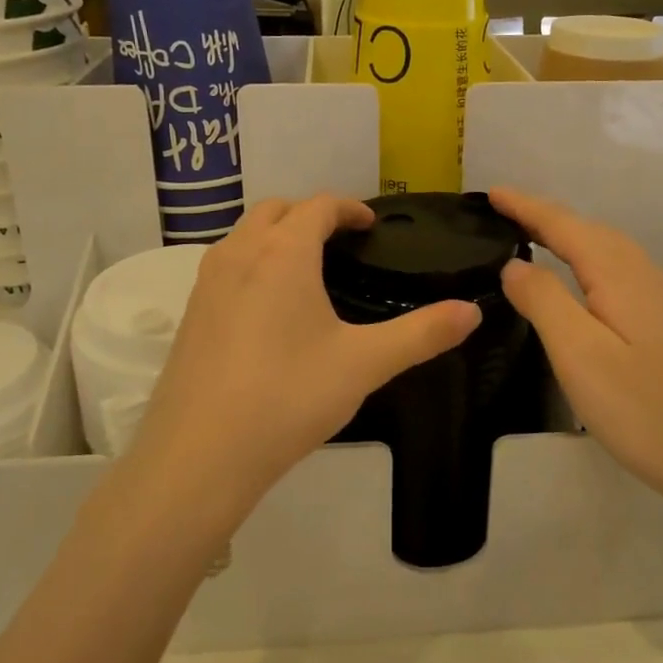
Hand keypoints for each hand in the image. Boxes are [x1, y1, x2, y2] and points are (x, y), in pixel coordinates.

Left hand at [135, 196, 481, 512]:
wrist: (200, 455)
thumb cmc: (288, 397)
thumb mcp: (364, 364)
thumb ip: (421, 334)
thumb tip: (472, 311)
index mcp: (282, 253)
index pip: (318, 206)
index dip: (349, 208)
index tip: (370, 226)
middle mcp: (239, 254)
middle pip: (275, 210)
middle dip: (310, 215)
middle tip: (341, 243)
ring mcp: (206, 283)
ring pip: (244, 236)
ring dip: (276, 236)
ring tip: (307, 271)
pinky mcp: (190, 314)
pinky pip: (226, 266)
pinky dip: (252, 264)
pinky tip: (269, 311)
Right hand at [490, 187, 662, 512]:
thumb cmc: (644, 410)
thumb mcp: (579, 355)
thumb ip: (543, 300)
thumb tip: (514, 264)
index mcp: (620, 274)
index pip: (563, 225)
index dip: (525, 207)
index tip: (490, 193)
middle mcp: (645, 274)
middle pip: (588, 230)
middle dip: (544, 216)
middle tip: (502, 214)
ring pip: (607, 250)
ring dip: (568, 237)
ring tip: (532, 238)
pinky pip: (619, 272)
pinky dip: (588, 262)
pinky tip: (580, 282)